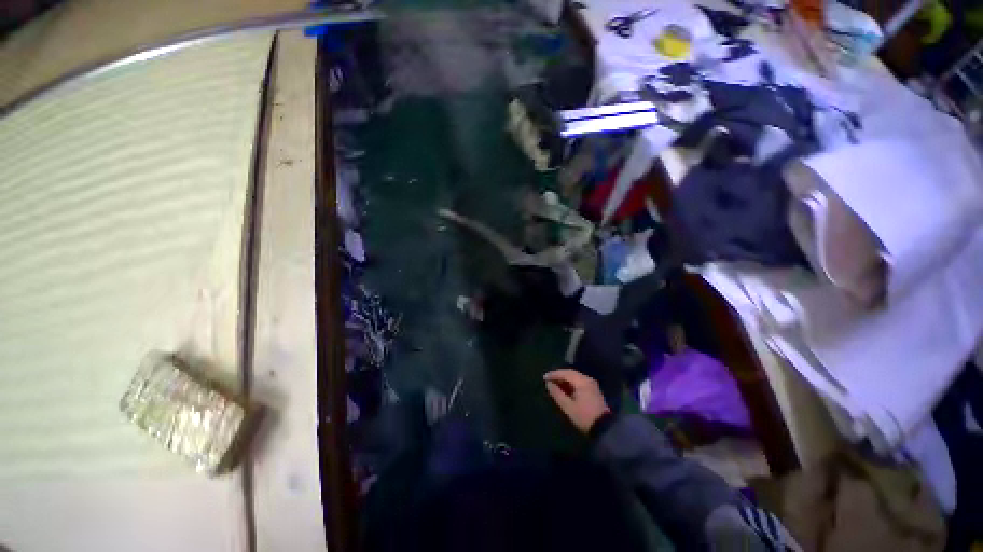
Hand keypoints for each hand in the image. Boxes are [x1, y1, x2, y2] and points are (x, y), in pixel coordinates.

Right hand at [544, 369, 609, 432]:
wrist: (604, 428)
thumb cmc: (584, 416)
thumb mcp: (568, 407)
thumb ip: (557, 394)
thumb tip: (548, 384)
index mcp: (582, 381)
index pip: (565, 373)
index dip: (554, 374)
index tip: (544, 378)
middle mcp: (587, 379)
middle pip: (570, 373)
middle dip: (558, 375)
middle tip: (548, 380)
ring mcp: (591, 384)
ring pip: (575, 377)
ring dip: (564, 379)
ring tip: (554, 384)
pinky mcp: (593, 390)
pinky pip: (579, 382)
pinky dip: (570, 383)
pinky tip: (564, 388)